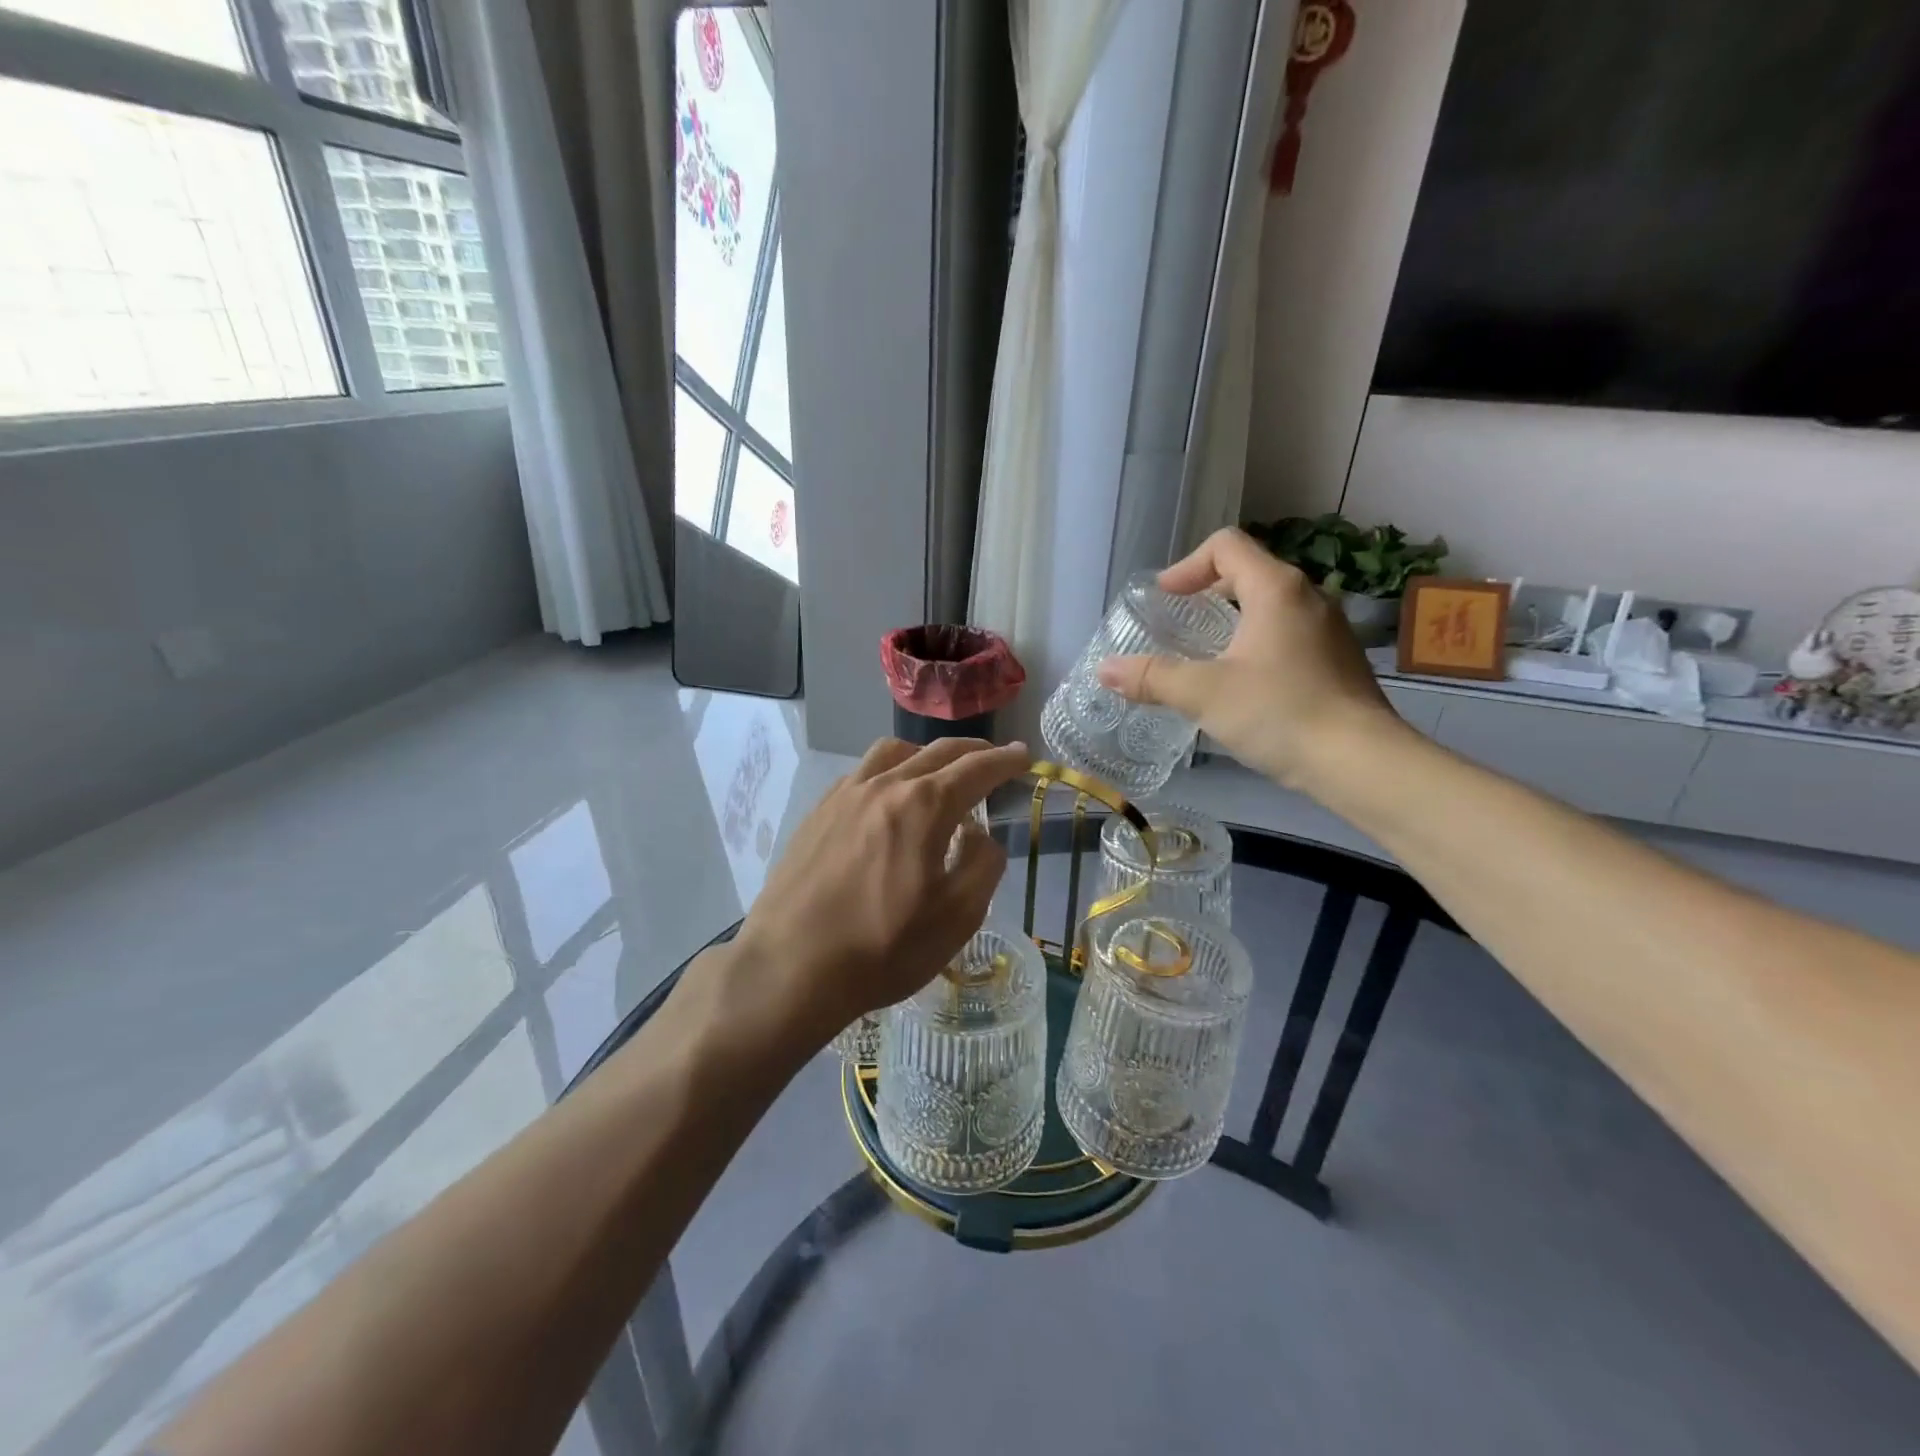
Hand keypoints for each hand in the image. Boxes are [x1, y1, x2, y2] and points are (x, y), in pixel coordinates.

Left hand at [730, 737, 1029, 1044]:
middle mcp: (885, 786)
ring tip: (938, 772)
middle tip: (993, 757)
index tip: (1023, 756)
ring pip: (893, 753)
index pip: (976, 770)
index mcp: (924, 806)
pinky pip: (862, 773)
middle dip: (972, 751)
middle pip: (937, 752)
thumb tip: (980, 835)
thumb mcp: (956, 917)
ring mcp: (846, 795)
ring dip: (926, 754)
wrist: (791, 967)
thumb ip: (983, 865)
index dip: (1005, 761)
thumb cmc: (883, 948)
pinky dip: (889, 771)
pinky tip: (888, 797)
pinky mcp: (818, 812)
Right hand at [1098, 528, 1403, 789]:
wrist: (1360, 762)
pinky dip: (1257, 642)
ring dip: (1233, 618)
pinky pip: (1288, 633)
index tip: (1165, 598)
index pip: (1226, 545)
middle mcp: (1308, 597)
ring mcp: (1329, 628)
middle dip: (1207, 590)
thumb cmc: (1279, 713)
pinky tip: (1244, 683)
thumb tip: (1104, 670)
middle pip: (1249, 571)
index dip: (1187, 565)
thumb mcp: (1204, 694)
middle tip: (1178, 622)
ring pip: (1271, 605)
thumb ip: (1152, 678)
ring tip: (1205, 654)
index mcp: (1276, 589)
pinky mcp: (1338, 660)